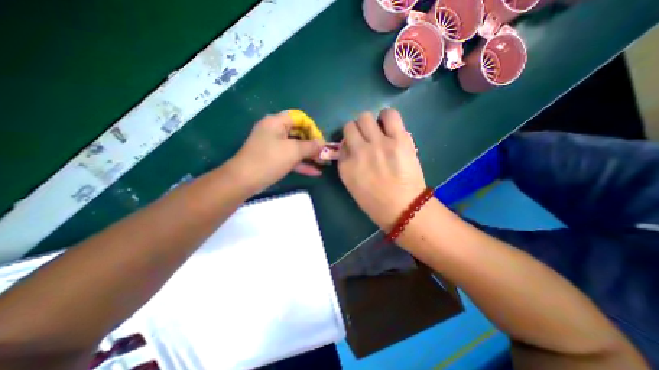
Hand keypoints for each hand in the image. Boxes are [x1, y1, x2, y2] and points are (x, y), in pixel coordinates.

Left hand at [231, 111, 322, 192]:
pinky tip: (315, 172)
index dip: (312, 128)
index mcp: (276, 122)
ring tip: (323, 164)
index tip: (320, 141)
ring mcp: (274, 146)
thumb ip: (310, 146)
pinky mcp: (273, 159)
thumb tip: (322, 144)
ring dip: (309, 156)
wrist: (244, 180)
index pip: (299, 118)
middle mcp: (275, 131)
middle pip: (299, 133)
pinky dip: (302, 164)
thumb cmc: (269, 160)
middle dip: (313, 144)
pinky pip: (290, 158)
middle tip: (324, 154)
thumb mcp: (293, 151)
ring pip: (296, 147)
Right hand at [339, 109, 427, 230]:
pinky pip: (389, 115)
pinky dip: (387, 117)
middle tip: (366, 138)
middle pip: (350, 126)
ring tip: (378, 131)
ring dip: (369, 123)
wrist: (403, 208)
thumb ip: (347, 164)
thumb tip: (350, 147)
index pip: (342, 143)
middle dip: (356, 131)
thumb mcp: (352, 184)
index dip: (349, 144)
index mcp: (345, 165)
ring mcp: (378, 144)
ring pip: (365, 117)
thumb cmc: (376, 202)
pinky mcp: (398, 140)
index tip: (356, 148)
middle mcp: (358, 151)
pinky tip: (389, 126)